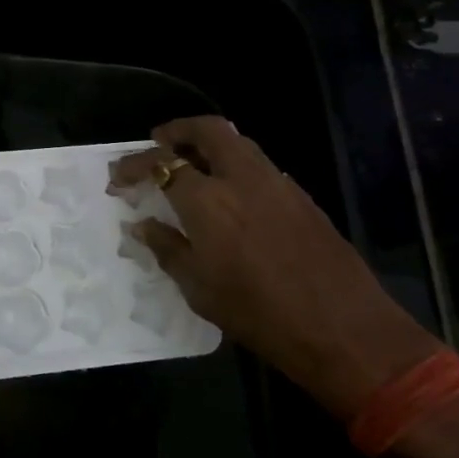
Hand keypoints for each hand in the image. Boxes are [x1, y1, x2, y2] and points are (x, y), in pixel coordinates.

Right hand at [110, 116, 439, 420]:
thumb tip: (142, 225)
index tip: (118, 177)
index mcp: (207, 200)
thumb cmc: (257, 313)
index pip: (161, 163)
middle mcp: (240, 178)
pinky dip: (236, 166)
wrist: (340, 327)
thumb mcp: (198, 288)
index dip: (133, 165)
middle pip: (207, 130)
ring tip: (191, 166)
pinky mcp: (301, 196)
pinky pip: (259, 166)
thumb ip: (167, 248)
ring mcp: (276, 182)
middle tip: (159, 143)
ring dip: (209, 145)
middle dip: (177, 130)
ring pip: (238, 143)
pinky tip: (231, 196)